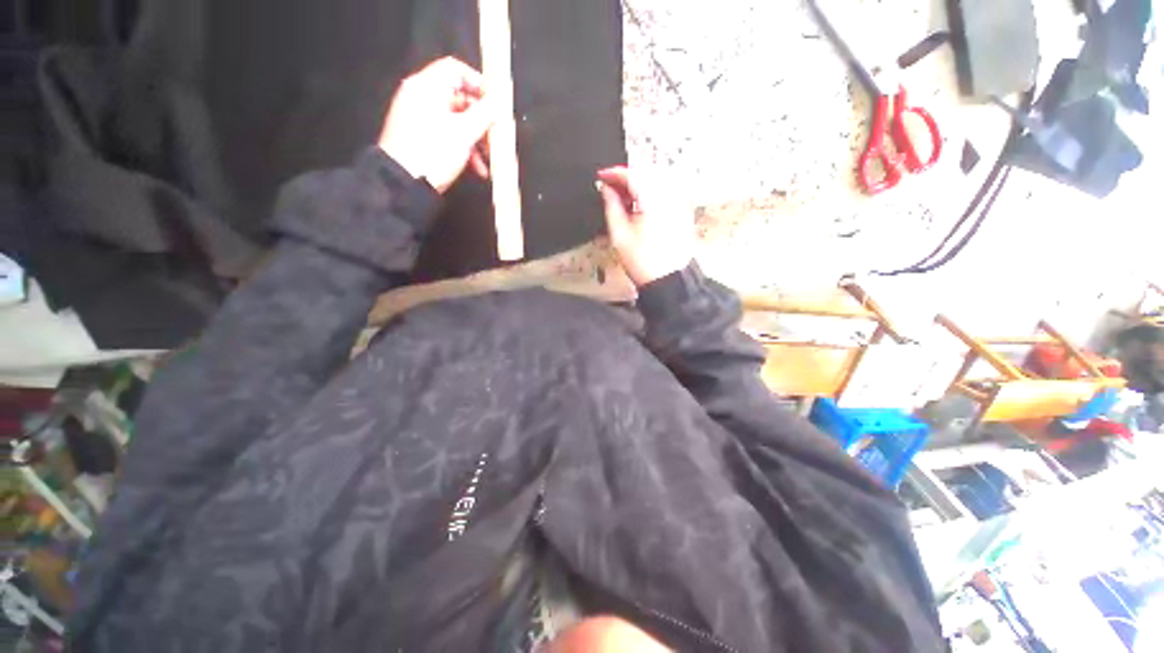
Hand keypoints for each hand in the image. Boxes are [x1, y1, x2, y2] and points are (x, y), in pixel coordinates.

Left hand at [378, 57, 493, 192]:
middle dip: (481, 120)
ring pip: (456, 121)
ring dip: (476, 139)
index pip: (456, 69)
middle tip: (496, 136)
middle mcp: (421, 97)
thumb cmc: (433, 152)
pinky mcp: (421, 138)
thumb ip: (484, 115)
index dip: (478, 83)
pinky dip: (464, 148)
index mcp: (427, 87)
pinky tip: (478, 169)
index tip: (495, 102)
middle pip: (459, 99)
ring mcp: (420, 119)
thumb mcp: (464, 133)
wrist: (404, 183)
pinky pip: (447, 135)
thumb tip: (498, 105)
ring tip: (489, 159)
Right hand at [597, 167, 693, 286]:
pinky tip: (638, 207)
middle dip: (626, 178)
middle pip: (645, 174)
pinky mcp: (683, 211)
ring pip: (655, 182)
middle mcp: (670, 196)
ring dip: (637, 186)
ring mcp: (679, 203)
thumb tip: (606, 188)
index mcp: (654, 199)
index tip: (601, 176)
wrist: (668, 280)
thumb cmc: (643, 262)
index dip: (614, 173)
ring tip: (622, 200)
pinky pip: (664, 193)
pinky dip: (649, 194)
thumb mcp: (620, 234)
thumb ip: (611, 206)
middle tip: (609, 188)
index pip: (632, 174)